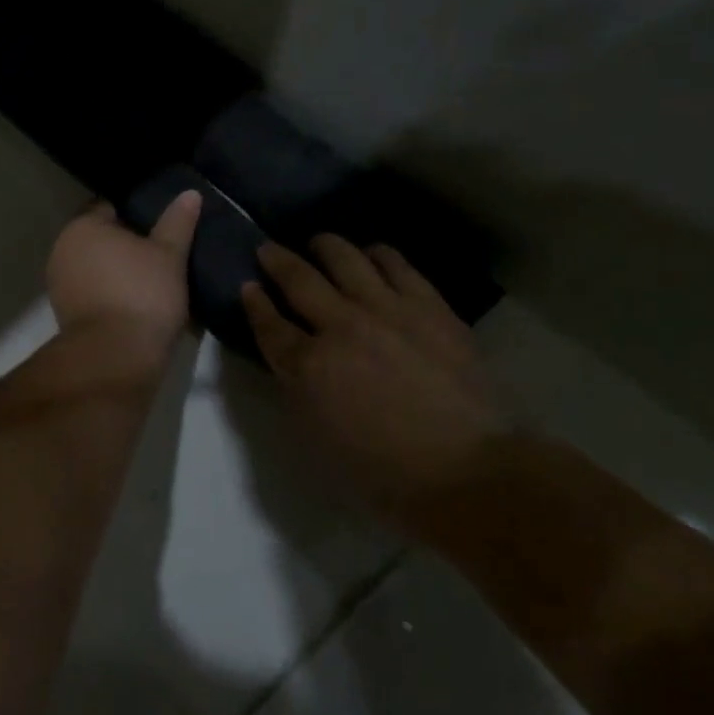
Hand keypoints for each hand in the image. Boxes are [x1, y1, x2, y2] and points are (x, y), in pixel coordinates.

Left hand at [46, 191, 202, 350]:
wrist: (116, 356)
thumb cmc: (142, 293)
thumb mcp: (169, 254)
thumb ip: (177, 222)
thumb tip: (190, 193)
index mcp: (82, 227)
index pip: (110, 208)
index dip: (138, 215)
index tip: (163, 227)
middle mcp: (62, 251)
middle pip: (102, 240)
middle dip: (128, 245)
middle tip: (163, 254)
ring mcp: (60, 285)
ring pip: (98, 269)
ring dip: (120, 273)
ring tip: (155, 281)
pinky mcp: (66, 315)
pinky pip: (94, 294)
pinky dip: (112, 296)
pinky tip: (138, 305)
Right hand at [241, 235, 509, 518]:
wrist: (465, 470)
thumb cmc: (383, 472)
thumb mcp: (318, 438)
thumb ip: (299, 390)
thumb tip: (293, 359)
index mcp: (308, 366)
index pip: (270, 324)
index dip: (255, 304)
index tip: (248, 286)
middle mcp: (340, 326)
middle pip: (300, 280)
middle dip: (277, 260)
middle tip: (268, 249)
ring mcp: (387, 310)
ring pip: (346, 259)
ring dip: (325, 246)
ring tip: (319, 243)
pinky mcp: (428, 306)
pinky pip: (396, 265)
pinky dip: (378, 254)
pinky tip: (373, 254)